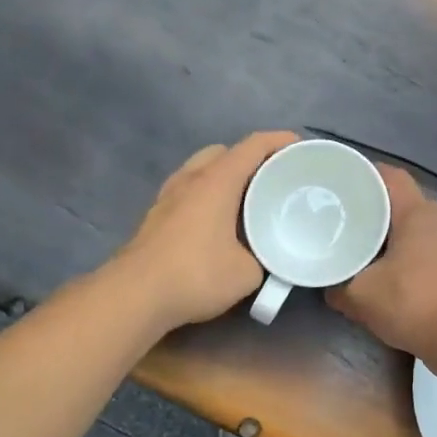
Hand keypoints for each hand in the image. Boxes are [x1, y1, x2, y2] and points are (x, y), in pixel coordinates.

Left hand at [119, 131, 297, 330]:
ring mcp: (168, 195)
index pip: (253, 145)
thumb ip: (264, 257)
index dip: (280, 140)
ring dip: (224, 175)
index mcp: (218, 180)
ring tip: (245, 199)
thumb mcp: (248, 272)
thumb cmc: (196, 274)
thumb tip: (268, 257)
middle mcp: (191, 178)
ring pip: (201, 169)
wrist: (135, 296)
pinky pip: (188, 190)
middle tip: (272, 178)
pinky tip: (216, 220)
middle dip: (250, 158)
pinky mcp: (155, 215)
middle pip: (224, 151)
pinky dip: (207, 193)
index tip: (301, 146)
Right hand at [329, 166, 436, 359]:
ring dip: (389, 229)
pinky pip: (423, 243)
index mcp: (417, 212)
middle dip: (373, 203)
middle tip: (342, 212)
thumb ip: (337, 286)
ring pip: (413, 223)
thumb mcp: (360, 295)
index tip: (339, 181)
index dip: (364, 173)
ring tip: (360, 239)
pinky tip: (385, 266)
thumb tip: (328, 286)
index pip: (390, 176)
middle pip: (401, 199)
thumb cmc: (412, 303)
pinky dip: (403, 248)